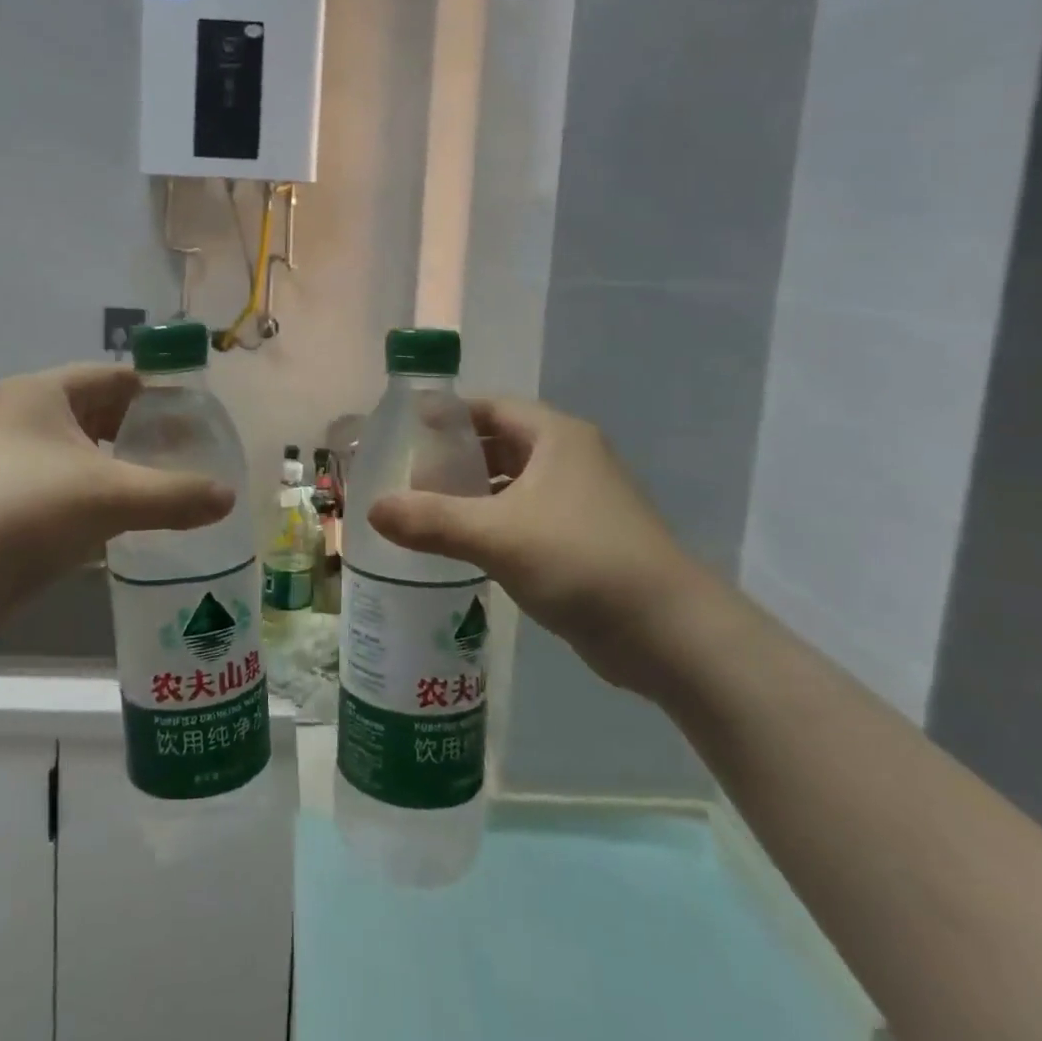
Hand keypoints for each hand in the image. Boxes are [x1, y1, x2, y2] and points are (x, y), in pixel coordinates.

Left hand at [0, 365, 234, 623]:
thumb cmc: (23, 514)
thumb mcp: (109, 498)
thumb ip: (175, 494)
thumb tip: (229, 497)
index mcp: (42, 393)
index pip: (117, 378)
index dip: (161, 394)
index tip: (200, 421)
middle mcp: (22, 414)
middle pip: (101, 412)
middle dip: (145, 432)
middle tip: (191, 456)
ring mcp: (9, 457)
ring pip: (83, 450)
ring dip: (123, 465)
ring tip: (168, 486)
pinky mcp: (4, 495)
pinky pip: (65, 481)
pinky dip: (98, 491)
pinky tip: (127, 517)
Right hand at [368, 399, 726, 695]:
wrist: (669, 632)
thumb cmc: (581, 561)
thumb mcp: (497, 535)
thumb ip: (431, 520)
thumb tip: (372, 509)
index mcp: (555, 437)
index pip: (490, 408)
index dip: (448, 415)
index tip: (406, 430)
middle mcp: (570, 458)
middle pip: (500, 442)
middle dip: (455, 457)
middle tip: (408, 474)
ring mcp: (580, 500)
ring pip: (513, 483)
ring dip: (473, 493)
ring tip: (426, 510)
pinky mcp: (583, 539)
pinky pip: (526, 516)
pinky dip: (493, 522)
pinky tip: (463, 545)